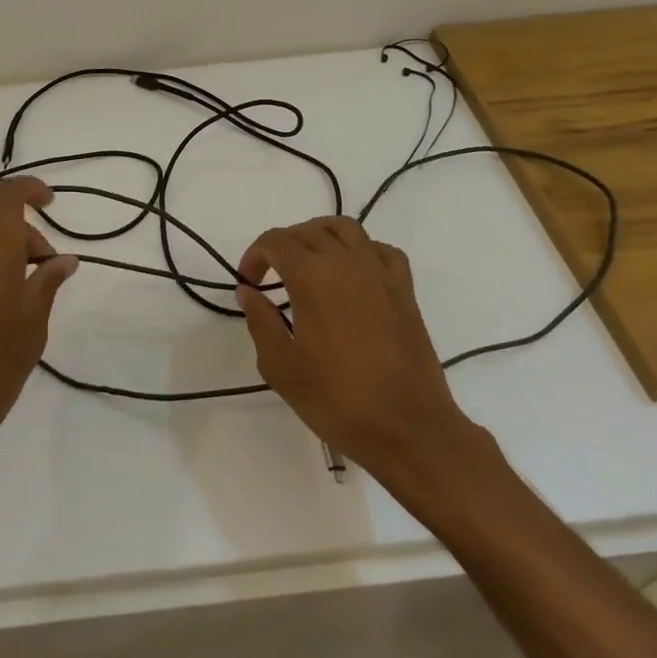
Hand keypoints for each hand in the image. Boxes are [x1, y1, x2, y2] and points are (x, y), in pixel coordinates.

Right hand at [236, 217, 468, 474]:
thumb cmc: (336, 400)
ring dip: (319, 236)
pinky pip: (380, 250)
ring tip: (308, 264)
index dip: (255, 255)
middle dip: (282, 246)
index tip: (249, 284)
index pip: (276, 241)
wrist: (407, 428)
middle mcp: (347, 263)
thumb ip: (260, 321)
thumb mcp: (280, 366)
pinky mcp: (404, 291)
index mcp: (312, 278)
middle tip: (271, 276)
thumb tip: (249, 292)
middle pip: (308, 230)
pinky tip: (351, 275)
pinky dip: (360, 251)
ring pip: (346, 229)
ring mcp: (381, 274)